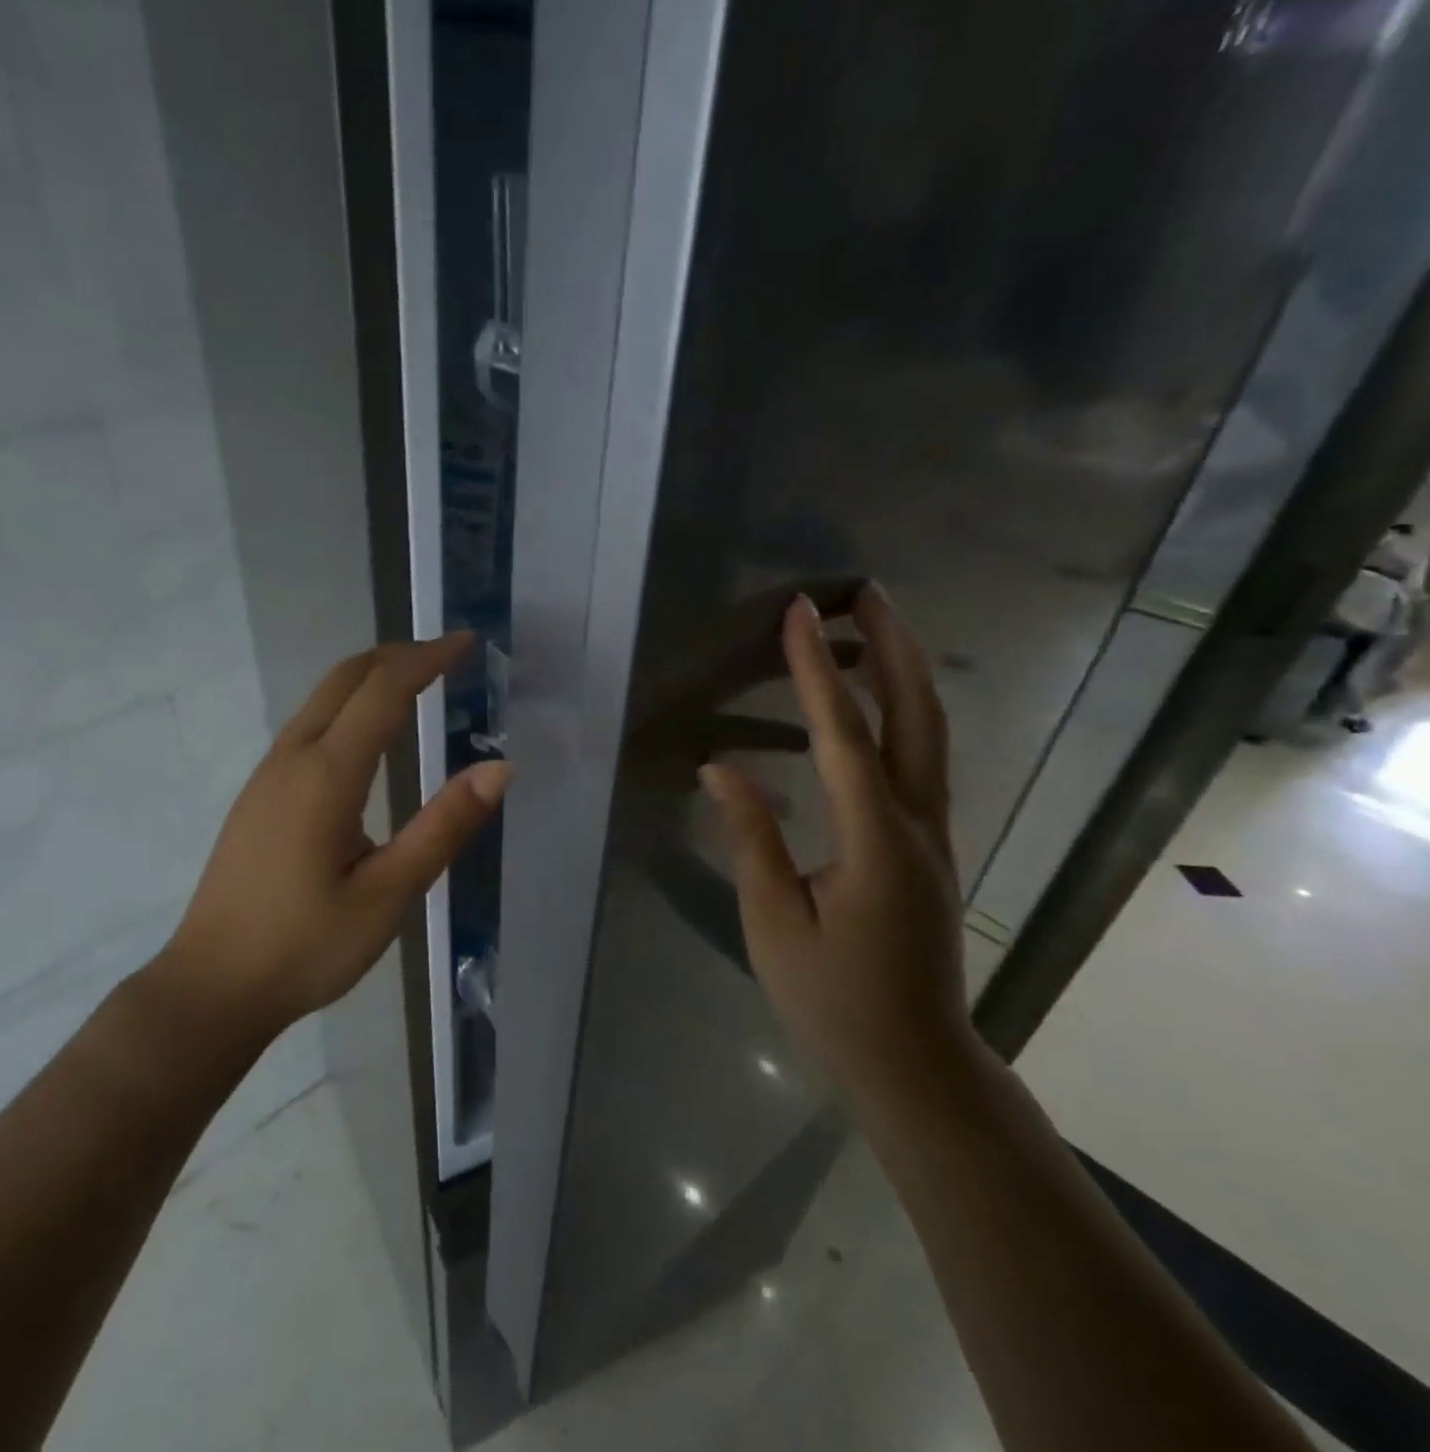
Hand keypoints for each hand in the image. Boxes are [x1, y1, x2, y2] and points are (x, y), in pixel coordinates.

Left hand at [162, 634, 510, 1040]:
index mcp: (326, 775)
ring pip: (321, 699)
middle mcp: (291, 759)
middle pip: (344, 678)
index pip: (382, 690)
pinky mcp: (258, 795)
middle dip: (397, 656)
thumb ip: (443, 827)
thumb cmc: (306, 947)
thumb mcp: (387, 894)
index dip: (426, 658)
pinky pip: (307, 726)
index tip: (466, 644)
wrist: (213, 987)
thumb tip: (498, 768)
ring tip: (416, 685)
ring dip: (369, 678)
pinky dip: (347, 706)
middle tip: (446, 657)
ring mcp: (267, 775)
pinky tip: (367, 737)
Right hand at [699, 587, 968, 1098]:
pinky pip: (921, 759)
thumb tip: (720, 766)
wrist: (913, 1061)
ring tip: (873, 627)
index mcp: (874, 840)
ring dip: (905, 672)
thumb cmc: (831, 996)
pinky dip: (902, 712)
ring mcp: (934, 833)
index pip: (842, 734)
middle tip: (866, 592)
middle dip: (893, 646)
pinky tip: (876, 702)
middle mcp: (918, 824)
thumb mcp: (772, 920)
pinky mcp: (928, 845)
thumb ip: (752, 836)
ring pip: (929, 733)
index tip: (800, 613)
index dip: (817, 669)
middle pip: (916, 715)